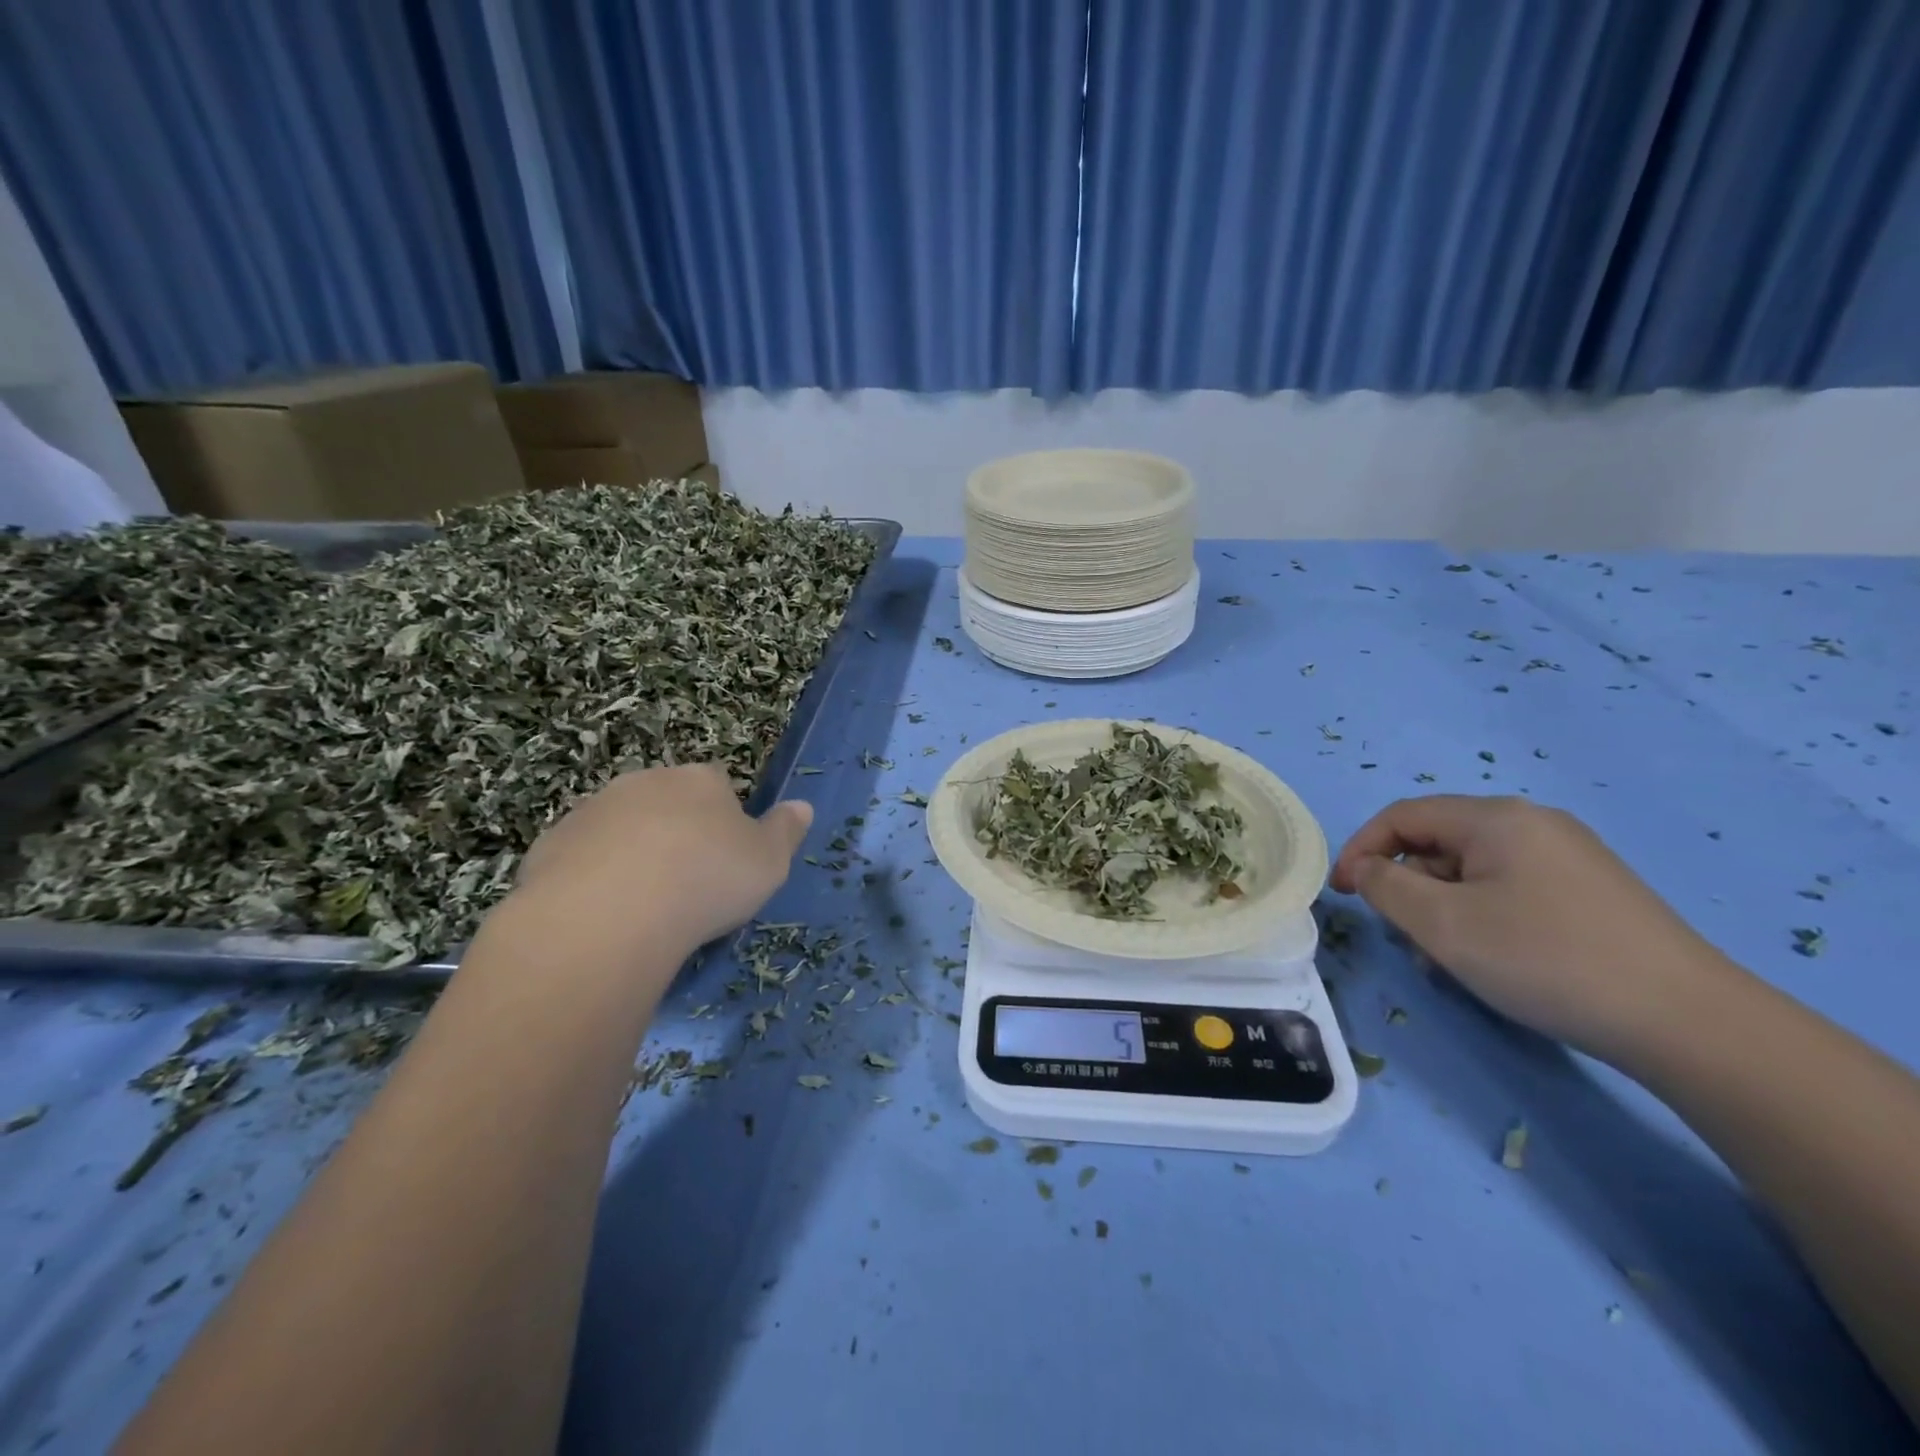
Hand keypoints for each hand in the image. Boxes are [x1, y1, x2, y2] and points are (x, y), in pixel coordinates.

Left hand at [503, 764, 812, 964]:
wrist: (609, 915)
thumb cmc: (706, 880)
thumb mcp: (769, 862)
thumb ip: (786, 831)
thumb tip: (802, 806)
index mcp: (700, 781)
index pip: (718, 785)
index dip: (723, 819)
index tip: (726, 858)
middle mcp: (646, 782)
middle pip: (666, 801)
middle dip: (674, 832)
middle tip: (686, 883)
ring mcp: (592, 810)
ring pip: (620, 827)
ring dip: (631, 853)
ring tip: (643, 905)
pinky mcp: (550, 844)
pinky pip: (581, 858)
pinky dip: (592, 878)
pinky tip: (602, 916)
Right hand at [1329, 795, 1726, 1059]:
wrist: (1689, 1023)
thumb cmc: (1545, 959)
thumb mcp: (1443, 924)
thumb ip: (1385, 886)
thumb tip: (1366, 869)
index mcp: (1495, 818)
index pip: (1402, 816)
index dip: (1361, 849)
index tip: (1341, 894)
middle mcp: (1533, 824)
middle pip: (1439, 843)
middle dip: (1407, 888)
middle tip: (1403, 939)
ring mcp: (1570, 857)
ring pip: (1474, 872)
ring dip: (1443, 910)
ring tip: (1447, 962)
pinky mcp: (1593, 893)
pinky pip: (1511, 891)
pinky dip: (1483, 918)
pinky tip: (1493, 962)